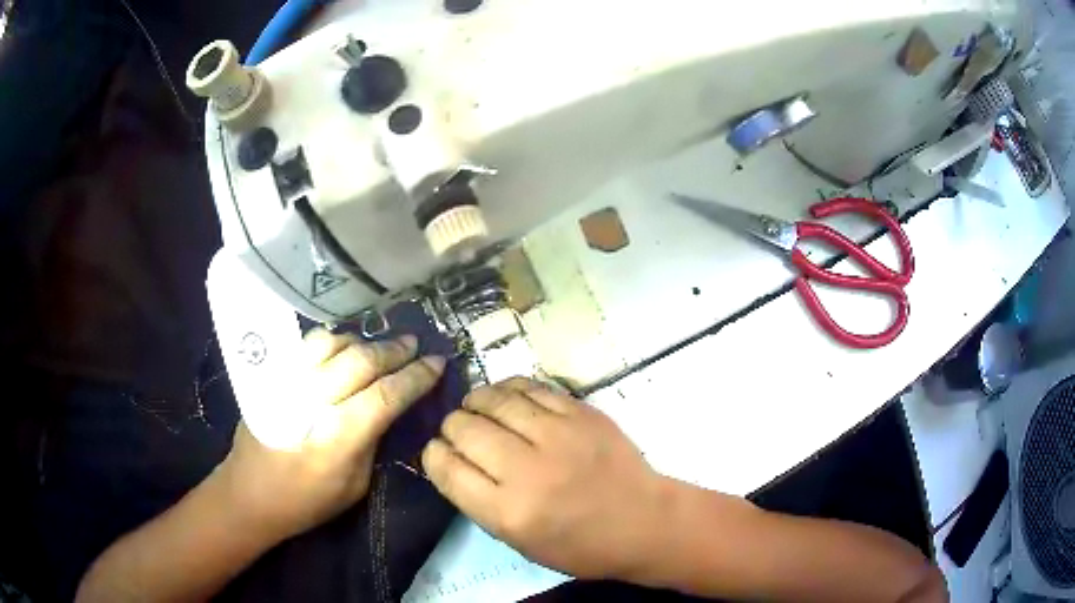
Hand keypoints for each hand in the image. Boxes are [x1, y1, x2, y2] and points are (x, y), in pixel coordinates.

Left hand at [217, 329, 444, 541]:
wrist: (249, 492)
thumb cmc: (306, 500)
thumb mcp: (355, 486)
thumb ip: (373, 442)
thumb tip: (390, 408)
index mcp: (337, 439)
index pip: (386, 396)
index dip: (416, 377)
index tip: (438, 363)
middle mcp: (311, 402)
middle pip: (361, 362)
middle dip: (395, 351)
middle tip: (416, 344)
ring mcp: (287, 383)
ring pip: (333, 343)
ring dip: (364, 341)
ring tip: (383, 346)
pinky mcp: (272, 376)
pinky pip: (307, 345)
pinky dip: (334, 341)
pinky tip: (346, 347)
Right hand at [421, 377, 667, 579]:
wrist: (643, 522)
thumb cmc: (580, 544)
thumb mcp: (518, 541)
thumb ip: (479, 500)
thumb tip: (452, 459)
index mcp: (507, 511)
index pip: (446, 467)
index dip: (433, 454)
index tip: (438, 452)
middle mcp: (527, 470)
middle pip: (464, 428)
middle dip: (451, 427)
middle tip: (459, 431)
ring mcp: (557, 435)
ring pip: (493, 399)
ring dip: (475, 402)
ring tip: (476, 408)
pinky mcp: (580, 413)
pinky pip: (529, 387)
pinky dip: (508, 389)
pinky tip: (506, 397)